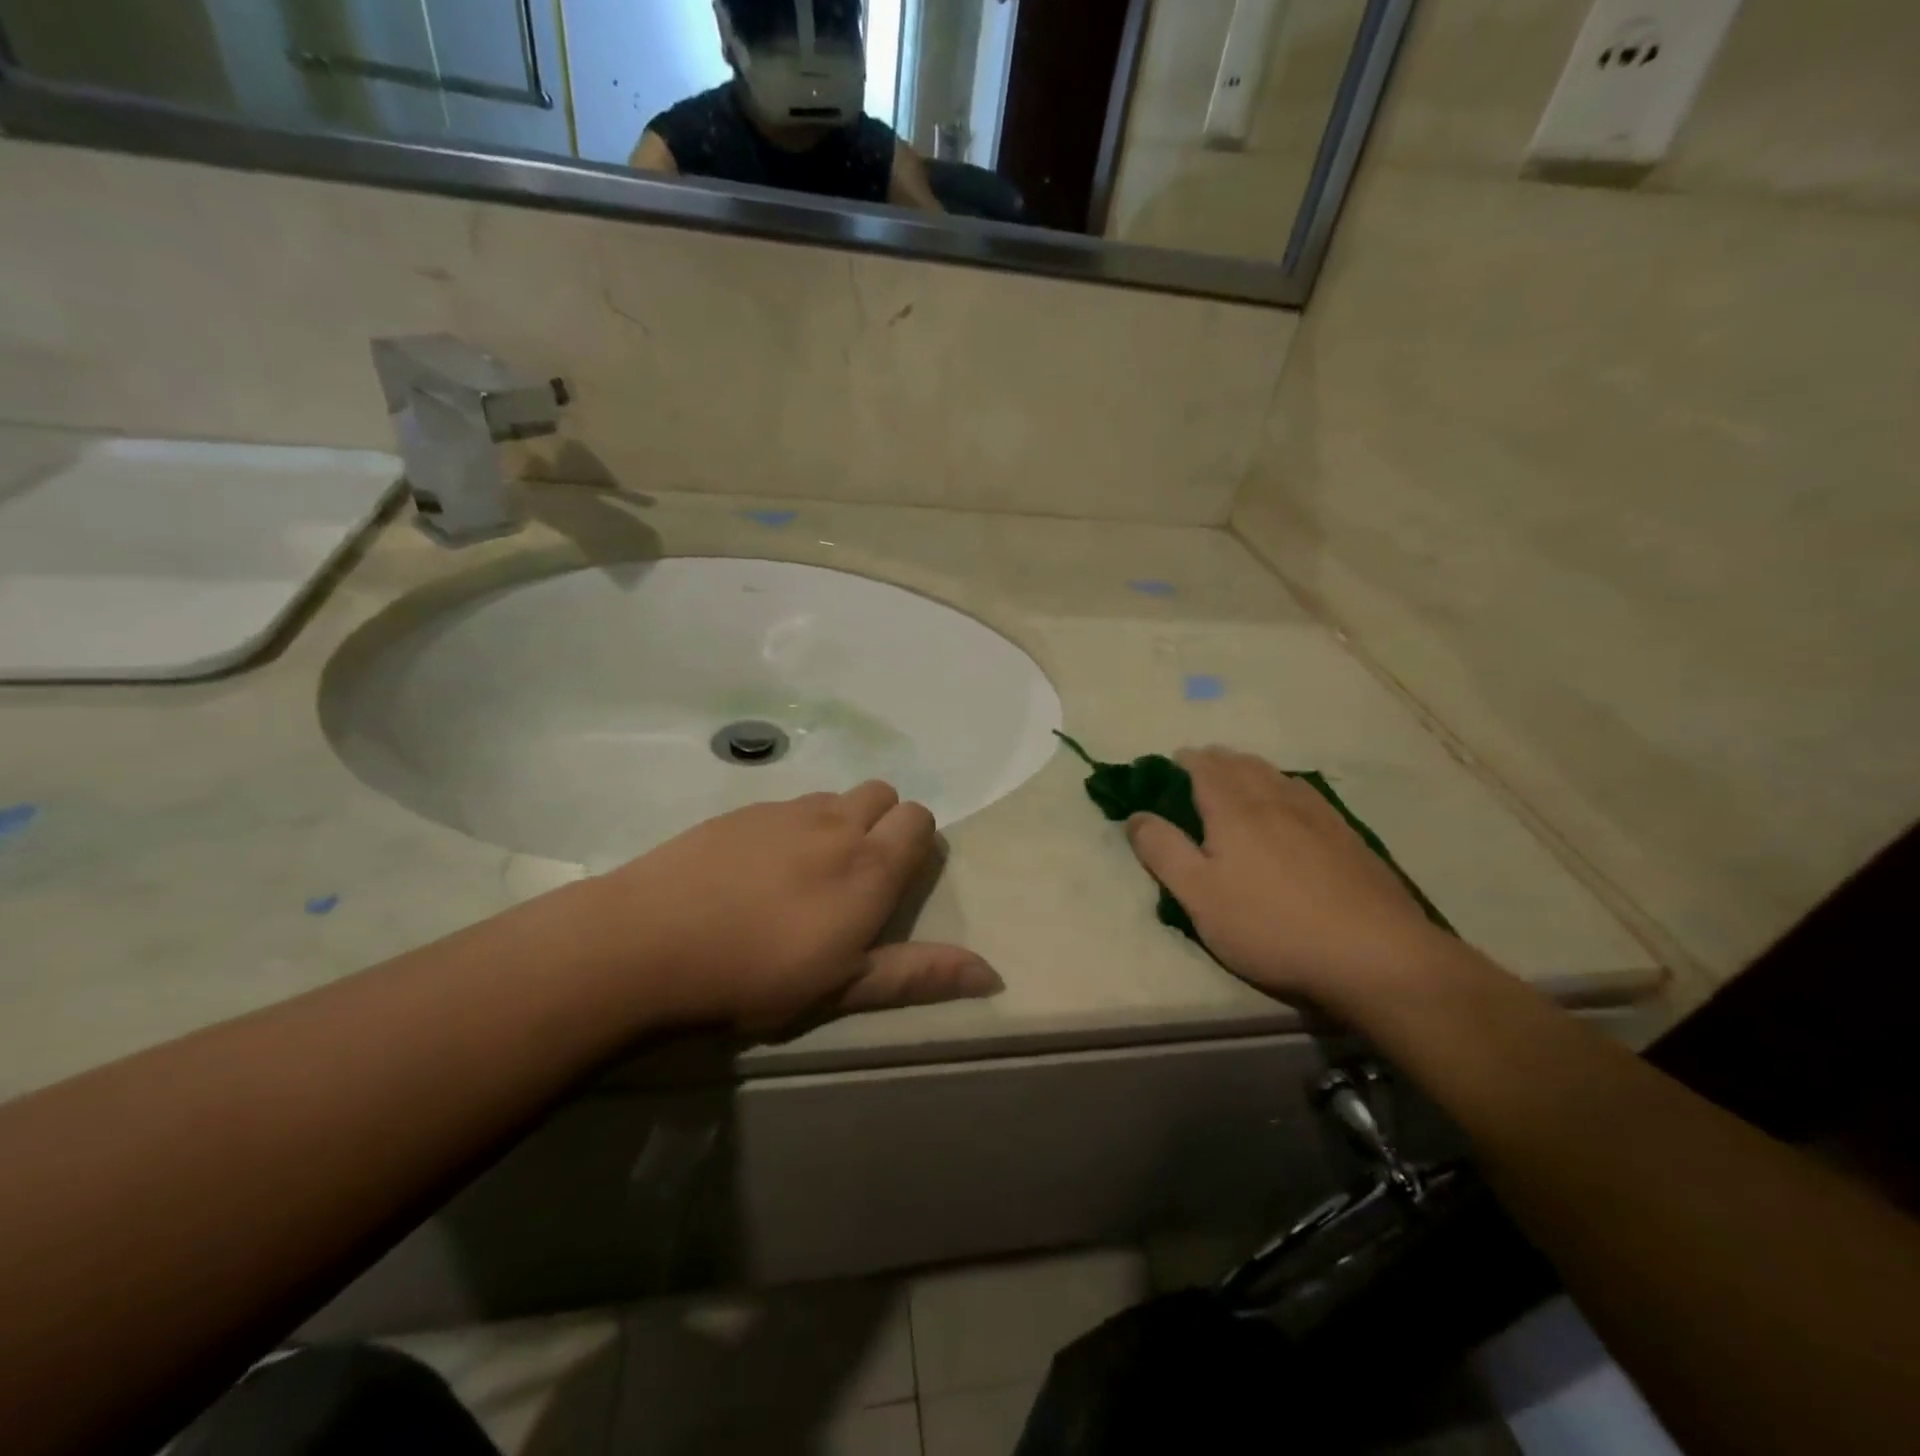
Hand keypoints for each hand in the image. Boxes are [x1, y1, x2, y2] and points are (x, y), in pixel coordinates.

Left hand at [585, 782, 1001, 1033]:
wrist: (651, 939)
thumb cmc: (757, 974)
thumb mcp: (844, 987)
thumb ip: (919, 974)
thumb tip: (994, 974)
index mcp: (870, 866)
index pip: (919, 819)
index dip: (917, 842)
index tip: (895, 881)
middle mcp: (837, 823)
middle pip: (884, 794)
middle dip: (883, 822)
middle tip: (855, 875)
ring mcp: (787, 811)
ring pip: (836, 796)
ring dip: (839, 821)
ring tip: (806, 873)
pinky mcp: (744, 809)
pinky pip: (790, 805)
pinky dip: (794, 825)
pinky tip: (759, 867)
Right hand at [1125, 749, 1453, 1011]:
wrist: (1373, 953)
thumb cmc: (1270, 925)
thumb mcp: (1199, 896)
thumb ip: (1163, 851)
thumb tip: (1136, 816)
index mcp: (1234, 810)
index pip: (1205, 768)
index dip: (1186, 760)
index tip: (1173, 761)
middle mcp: (1274, 799)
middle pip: (1242, 764)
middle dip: (1217, 759)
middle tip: (1202, 765)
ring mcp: (1316, 815)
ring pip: (1275, 775)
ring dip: (1251, 768)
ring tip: (1240, 775)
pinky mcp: (1346, 836)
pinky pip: (1305, 794)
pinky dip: (1284, 786)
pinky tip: (1290, 802)